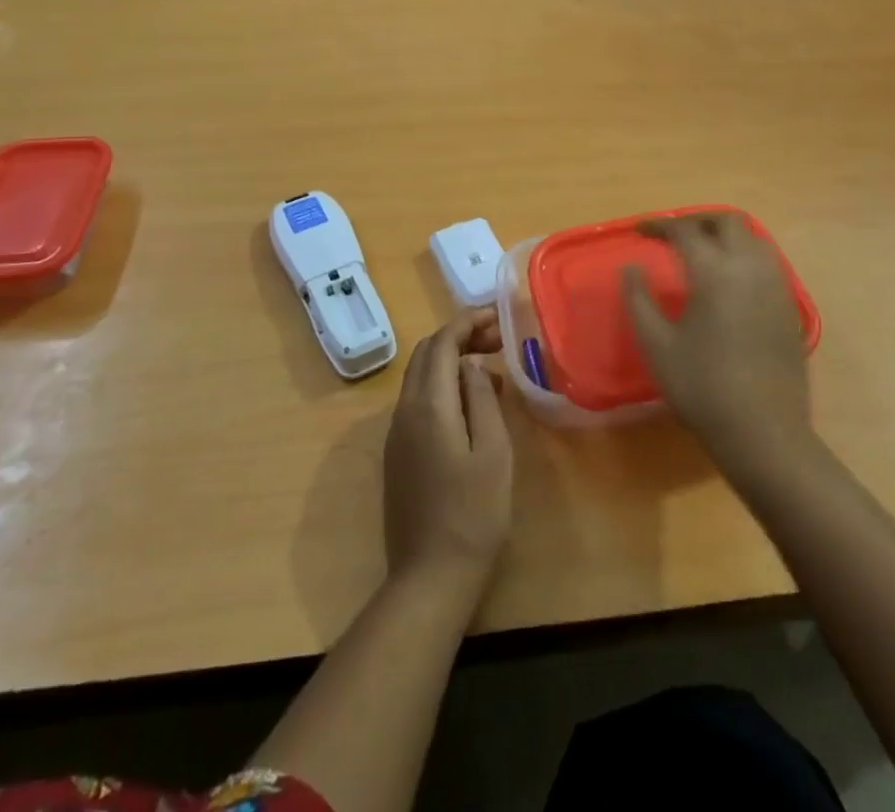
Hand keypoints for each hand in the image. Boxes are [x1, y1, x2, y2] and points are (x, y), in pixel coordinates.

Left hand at [383, 308, 513, 597]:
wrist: (429, 576)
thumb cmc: (473, 513)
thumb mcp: (493, 451)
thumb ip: (482, 399)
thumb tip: (473, 366)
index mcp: (428, 405)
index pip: (441, 342)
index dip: (468, 321)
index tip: (498, 317)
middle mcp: (404, 411)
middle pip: (426, 354)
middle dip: (459, 336)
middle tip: (498, 340)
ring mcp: (396, 433)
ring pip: (420, 377)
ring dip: (451, 361)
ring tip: (491, 369)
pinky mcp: (398, 453)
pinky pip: (418, 401)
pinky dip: (443, 386)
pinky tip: (471, 404)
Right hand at [623, 212, 813, 470]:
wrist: (764, 432)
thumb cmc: (702, 387)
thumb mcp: (656, 344)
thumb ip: (638, 299)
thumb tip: (631, 267)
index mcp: (715, 271)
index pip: (685, 231)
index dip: (660, 225)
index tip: (640, 231)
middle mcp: (750, 267)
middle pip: (727, 221)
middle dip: (697, 220)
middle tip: (673, 234)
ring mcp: (776, 285)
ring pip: (753, 237)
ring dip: (725, 234)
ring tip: (701, 250)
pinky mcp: (790, 306)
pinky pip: (767, 261)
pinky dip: (744, 254)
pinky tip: (729, 279)